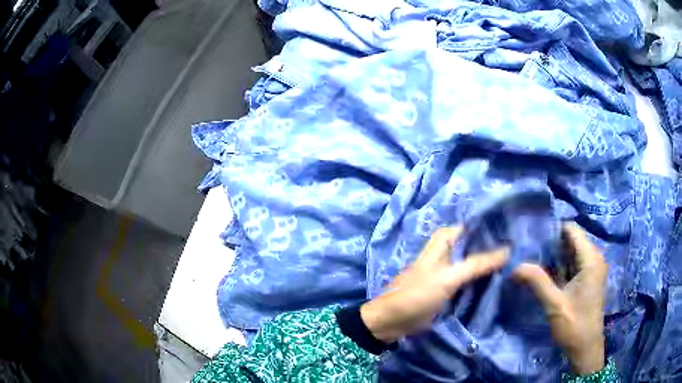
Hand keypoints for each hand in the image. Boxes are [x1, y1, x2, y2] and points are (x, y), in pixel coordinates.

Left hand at [360, 226, 507, 342]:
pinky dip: (484, 276)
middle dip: (496, 247)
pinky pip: (471, 276)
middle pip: (476, 244)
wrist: (393, 321)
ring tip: (518, 260)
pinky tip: (502, 277)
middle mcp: (449, 250)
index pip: (475, 226)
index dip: (494, 227)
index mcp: (444, 240)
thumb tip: (509, 250)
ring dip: (491, 262)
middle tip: (521, 248)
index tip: (517, 231)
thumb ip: (478, 263)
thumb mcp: (449, 277)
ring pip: (475, 260)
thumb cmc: (417, 294)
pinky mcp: (451, 285)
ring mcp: (450, 268)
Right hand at [513, 223, 606, 374]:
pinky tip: (544, 271)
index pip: (572, 230)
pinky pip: (573, 262)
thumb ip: (537, 281)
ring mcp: (592, 268)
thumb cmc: (574, 326)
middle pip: (572, 239)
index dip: (553, 229)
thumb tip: (514, 266)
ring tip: (532, 257)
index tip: (532, 235)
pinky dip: (560, 264)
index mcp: (591, 259)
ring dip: (554, 254)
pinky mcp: (588, 278)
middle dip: (551, 242)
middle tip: (528, 248)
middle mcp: (594, 258)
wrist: (585, 348)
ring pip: (572, 251)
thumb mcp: (554, 305)